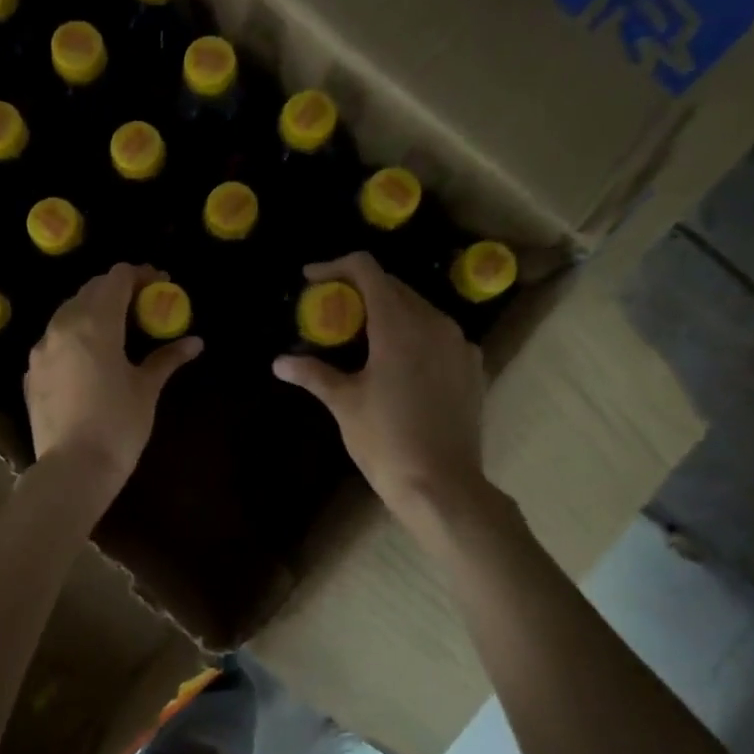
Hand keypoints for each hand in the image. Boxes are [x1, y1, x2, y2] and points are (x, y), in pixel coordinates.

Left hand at [27, 263, 202, 493]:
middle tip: (143, 305)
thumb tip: (195, 342)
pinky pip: (54, 340)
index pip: (116, 277)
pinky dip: (75, 336)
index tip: (160, 285)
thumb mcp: (146, 389)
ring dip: (94, 310)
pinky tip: (90, 358)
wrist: (72, 469)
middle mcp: (63, 326)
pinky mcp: (32, 371)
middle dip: (118, 290)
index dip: (140, 275)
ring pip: (68, 312)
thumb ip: (167, 358)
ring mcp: (41, 348)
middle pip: (91, 290)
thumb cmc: (118, 425)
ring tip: (118, 328)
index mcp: (95, 323)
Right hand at [272, 253, 494, 525]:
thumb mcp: (344, 404)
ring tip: (363, 336)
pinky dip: (414, 335)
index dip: (335, 267)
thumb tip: (280, 362)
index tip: (311, 279)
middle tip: (331, 310)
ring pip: (419, 309)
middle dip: (359, 290)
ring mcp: (459, 345)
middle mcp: (434, 323)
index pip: (367, 270)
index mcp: (399, 325)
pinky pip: (439, 335)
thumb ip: (314, 373)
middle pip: (393, 286)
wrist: (442, 486)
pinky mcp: (473, 367)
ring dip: (388, 311)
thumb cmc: (386, 441)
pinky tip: (399, 362)